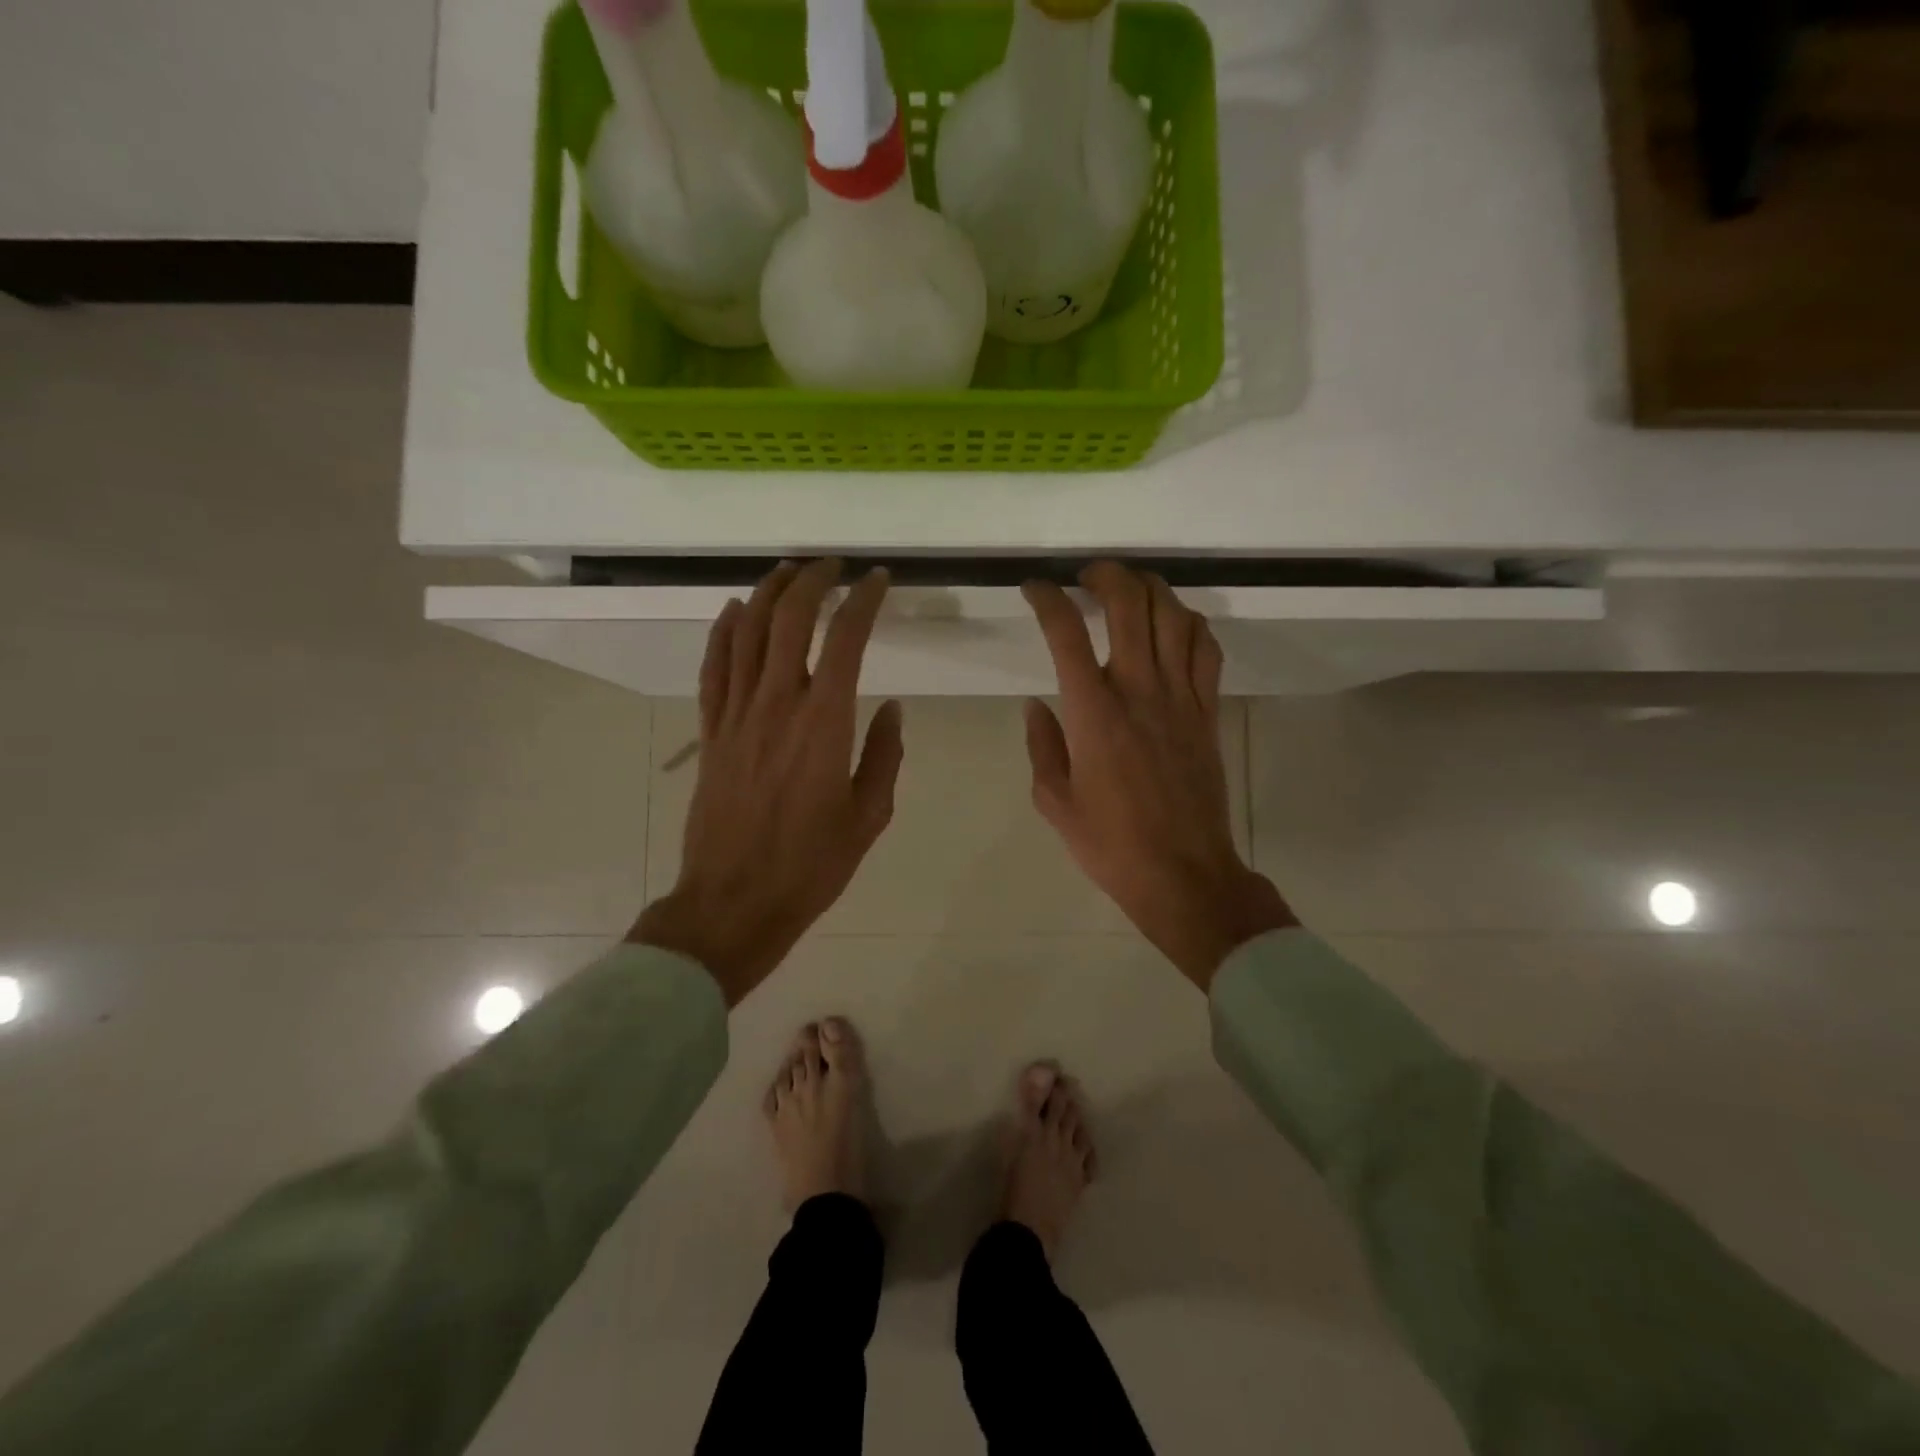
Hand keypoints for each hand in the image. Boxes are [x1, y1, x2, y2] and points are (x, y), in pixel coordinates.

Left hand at [631, 561, 903, 1005]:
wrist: (734, 902)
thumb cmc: (811, 865)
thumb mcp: (869, 816)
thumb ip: (884, 755)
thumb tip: (890, 708)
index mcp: (825, 724)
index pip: (846, 639)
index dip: (864, 600)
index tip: (878, 581)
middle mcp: (777, 706)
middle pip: (789, 620)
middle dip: (813, 581)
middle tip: (833, 566)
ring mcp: (737, 716)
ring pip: (747, 633)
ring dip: (768, 594)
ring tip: (789, 572)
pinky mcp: (712, 732)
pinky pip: (714, 667)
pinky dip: (723, 631)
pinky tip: (734, 611)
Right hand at [1023, 563, 1295, 990]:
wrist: (1183, 873)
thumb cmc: (1109, 843)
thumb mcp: (1053, 800)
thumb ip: (1041, 744)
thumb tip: (1037, 705)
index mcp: (1092, 712)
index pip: (1066, 632)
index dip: (1047, 599)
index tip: (1034, 588)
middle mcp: (1138, 690)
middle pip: (1130, 603)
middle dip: (1106, 574)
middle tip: (1088, 577)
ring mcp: (1180, 698)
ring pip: (1174, 615)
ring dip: (1151, 589)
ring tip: (1131, 590)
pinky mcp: (1208, 712)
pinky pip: (1207, 650)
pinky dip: (1191, 624)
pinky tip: (1175, 625)